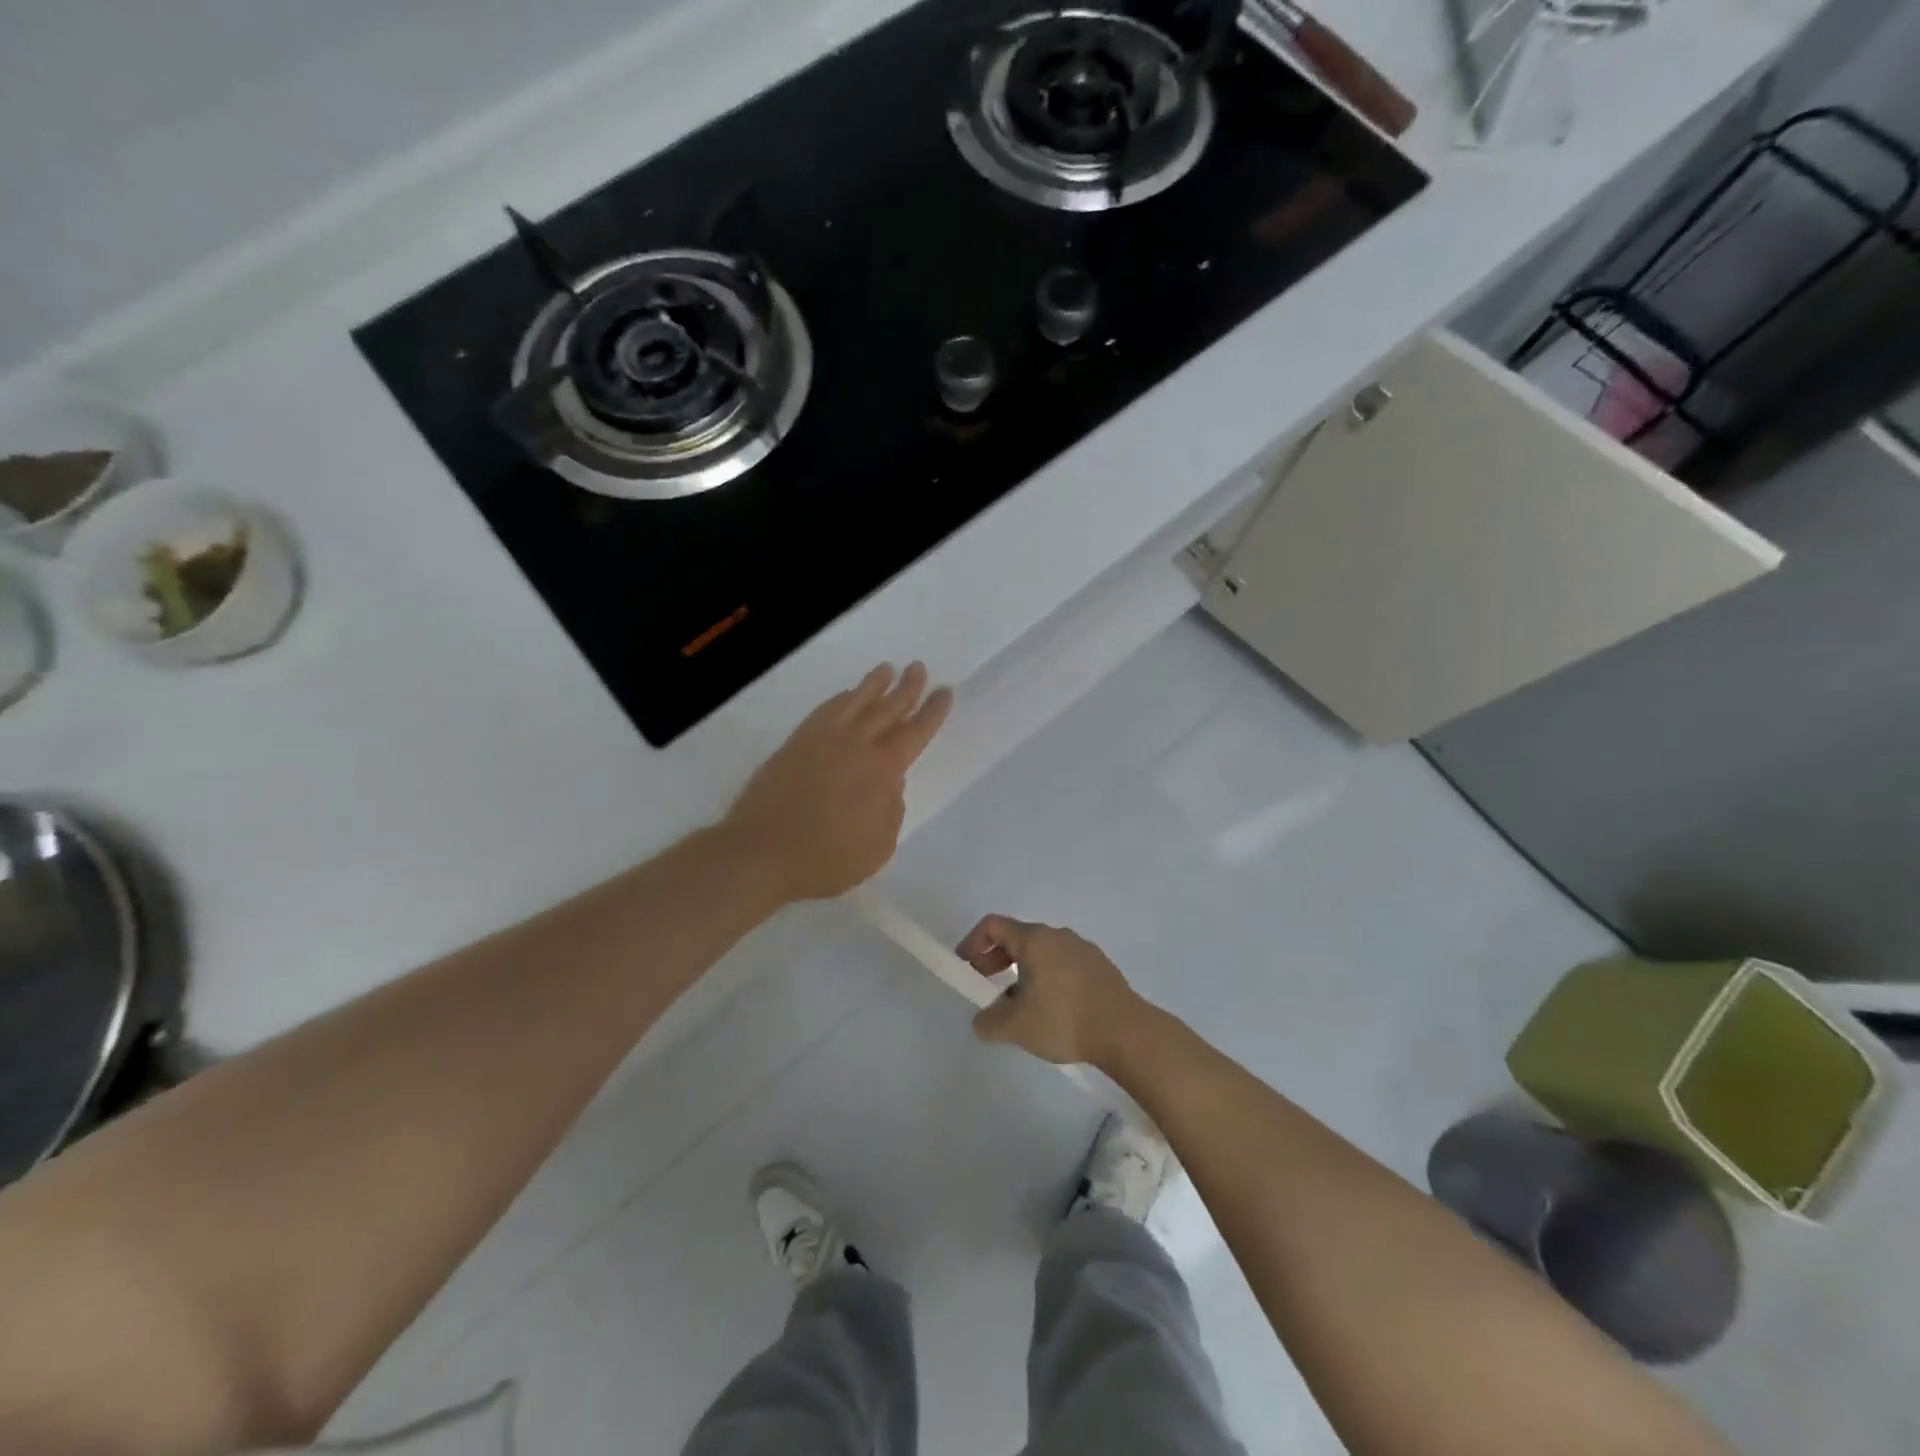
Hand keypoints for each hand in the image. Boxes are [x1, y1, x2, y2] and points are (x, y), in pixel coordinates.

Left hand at [722, 663, 951, 901]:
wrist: (760, 852)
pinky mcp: (795, 743)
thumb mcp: (878, 848)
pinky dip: (840, 699)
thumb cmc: (825, 858)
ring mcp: (822, 740)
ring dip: (874, 684)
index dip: (932, 711)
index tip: (944, 691)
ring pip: (854, 701)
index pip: (914, 732)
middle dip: (907, 688)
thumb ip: (891, 812)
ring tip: (887, 669)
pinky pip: (825, 711)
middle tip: (919, 668)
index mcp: (881, 770)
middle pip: (887, 708)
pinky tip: (846, 696)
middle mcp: (855, 744)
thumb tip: (891, 785)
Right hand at [958, 916, 1145, 1066]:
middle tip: (985, 985)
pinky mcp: (1100, 967)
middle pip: (1018, 938)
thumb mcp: (1015, 1027)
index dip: (972, 942)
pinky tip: (1051, 1009)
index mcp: (1034, 939)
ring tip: (1018, 1004)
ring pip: (1042, 952)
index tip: (965, 966)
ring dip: (1021, 971)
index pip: (993, 925)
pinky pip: (1063, 964)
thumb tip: (982, 1020)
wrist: (1126, 1031)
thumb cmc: (1064, 1019)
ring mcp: (1082, 949)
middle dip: (995, 959)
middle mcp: (1058, 935)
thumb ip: (989, 1021)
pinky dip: (1046, 977)